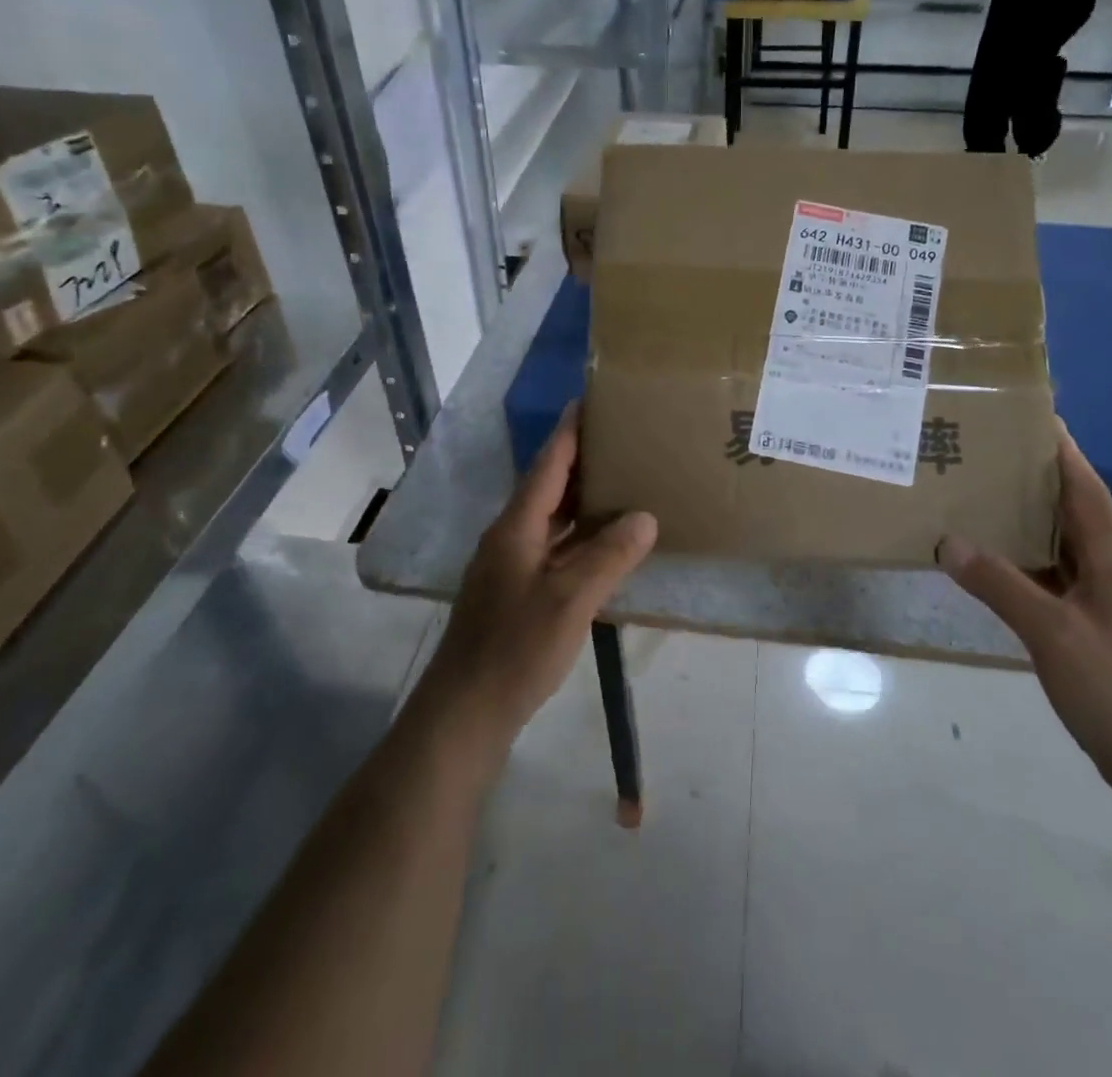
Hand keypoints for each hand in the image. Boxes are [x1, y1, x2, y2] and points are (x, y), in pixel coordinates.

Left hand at [418, 405, 656, 763]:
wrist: (465, 711)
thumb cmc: (515, 649)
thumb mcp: (570, 600)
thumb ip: (609, 556)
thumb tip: (645, 516)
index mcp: (516, 527)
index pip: (547, 465)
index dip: (568, 432)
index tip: (589, 399)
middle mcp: (510, 538)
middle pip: (548, 487)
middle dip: (580, 460)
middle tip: (620, 438)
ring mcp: (510, 566)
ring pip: (550, 519)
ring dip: (581, 499)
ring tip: (620, 480)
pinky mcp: (516, 592)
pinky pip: (553, 547)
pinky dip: (579, 536)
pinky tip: (605, 541)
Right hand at [936, 423, 1111, 804]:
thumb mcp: (1051, 633)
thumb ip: (1000, 585)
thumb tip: (948, 541)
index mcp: (1111, 562)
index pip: (1087, 492)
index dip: (1065, 454)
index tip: (1038, 418)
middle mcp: (1109, 572)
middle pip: (1073, 512)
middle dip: (1039, 479)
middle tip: (993, 452)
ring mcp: (1100, 603)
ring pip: (1060, 546)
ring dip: (1028, 521)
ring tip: (984, 495)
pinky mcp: (1087, 628)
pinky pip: (1050, 579)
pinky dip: (1022, 562)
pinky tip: (991, 561)